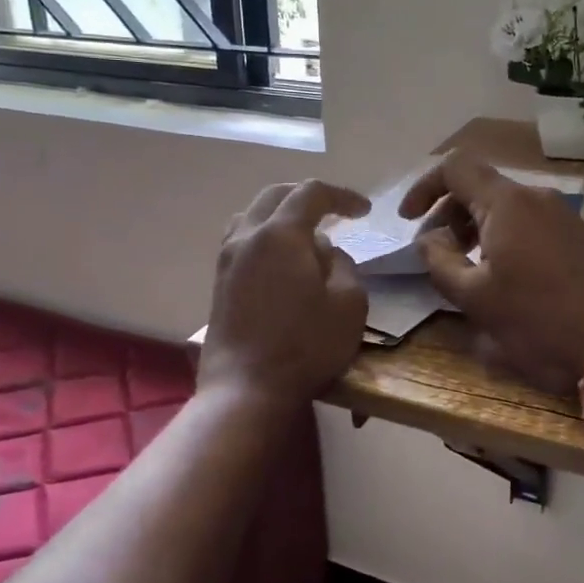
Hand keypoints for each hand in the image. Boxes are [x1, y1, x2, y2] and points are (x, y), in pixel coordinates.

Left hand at [200, 180, 370, 408]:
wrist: (246, 390)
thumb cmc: (305, 346)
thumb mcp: (349, 303)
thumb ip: (342, 265)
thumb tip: (324, 252)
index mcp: (280, 234)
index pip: (312, 192)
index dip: (342, 195)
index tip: (365, 212)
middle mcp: (247, 236)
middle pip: (276, 195)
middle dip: (309, 197)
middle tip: (336, 212)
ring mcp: (227, 260)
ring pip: (252, 216)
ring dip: (281, 215)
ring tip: (305, 234)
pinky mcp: (219, 283)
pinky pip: (242, 241)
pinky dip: (265, 236)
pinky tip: (281, 261)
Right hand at [400, 153, 583, 393]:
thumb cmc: (540, 321)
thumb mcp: (476, 299)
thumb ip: (440, 262)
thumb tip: (428, 239)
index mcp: (506, 203)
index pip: (454, 167)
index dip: (424, 187)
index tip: (408, 220)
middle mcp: (535, 197)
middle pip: (479, 186)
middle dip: (447, 213)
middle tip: (433, 252)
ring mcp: (562, 214)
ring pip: (504, 206)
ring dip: (475, 227)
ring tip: (464, 268)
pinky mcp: (578, 235)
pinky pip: (528, 222)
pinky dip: (502, 236)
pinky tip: (502, 274)